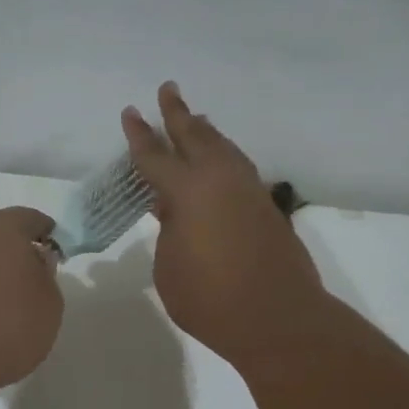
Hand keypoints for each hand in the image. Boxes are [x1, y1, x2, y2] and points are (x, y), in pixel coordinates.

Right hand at [122, 82, 325, 369]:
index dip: (139, 135)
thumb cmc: (210, 299)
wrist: (278, 319)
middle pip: (196, 136)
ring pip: (224, 148)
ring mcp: (249, 191)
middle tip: (168, 89)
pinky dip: (225, 155)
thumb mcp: (169, 267)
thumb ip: (169, 231)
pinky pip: (239, 168)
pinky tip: (221, 161)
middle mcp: (221, 179)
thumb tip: (178, 213)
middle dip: (178, 114)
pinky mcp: (268, 208)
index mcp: (189, 190)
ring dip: (206, 132)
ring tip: (196, 118)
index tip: (130, 113)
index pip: (156, 156)